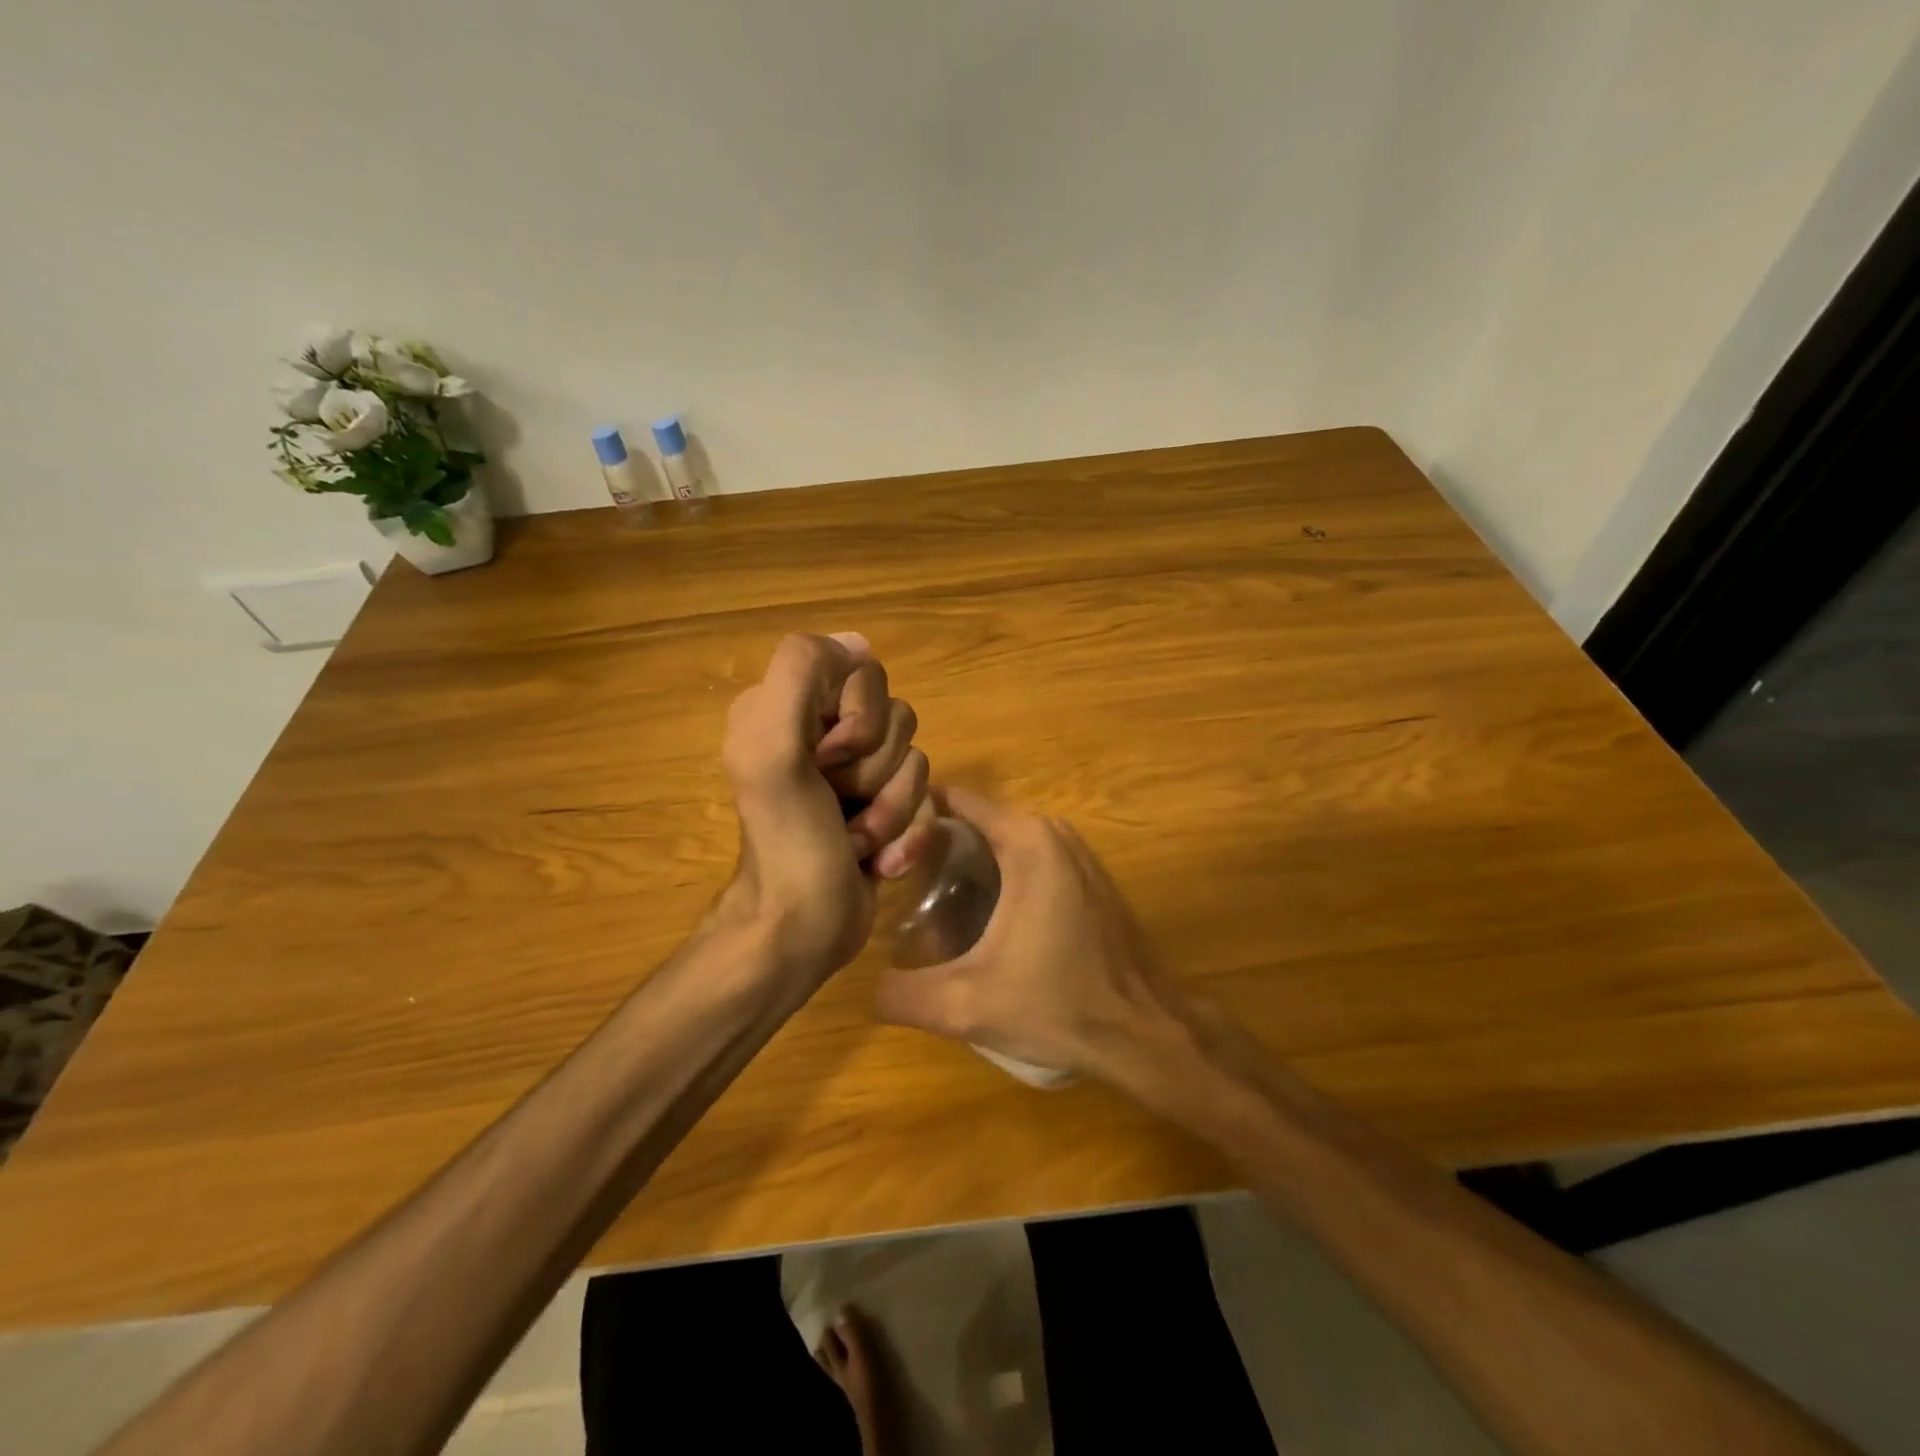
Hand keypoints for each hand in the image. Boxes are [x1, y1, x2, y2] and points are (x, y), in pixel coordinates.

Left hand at [718, 632, 935, 986]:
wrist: (802, 929)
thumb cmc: (786, 841)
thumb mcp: (771, 750)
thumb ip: (800, 675)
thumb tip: (857, 643)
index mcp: (791, 707)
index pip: (863, 672)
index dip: (860, 720)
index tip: (827, 760)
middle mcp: (825, 732)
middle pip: (898, 717)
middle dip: (877, 772)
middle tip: (840, 805)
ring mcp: (859, 773)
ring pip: (916, 760)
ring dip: (892, 811)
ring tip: (858, 842)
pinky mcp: (885, 808)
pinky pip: (925, 800)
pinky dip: (906, 836)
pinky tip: (878, 862)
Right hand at [872, 787, 1193, 1082]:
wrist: (1146, 1033)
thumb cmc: (1058, 1006)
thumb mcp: (965, 1006)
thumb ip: (902, 994)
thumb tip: (869, 987)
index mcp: (1027, 840)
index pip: (954, 801)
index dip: (914, 818)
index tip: (883, 847)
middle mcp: (1054, 832)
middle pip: (977, 822)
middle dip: (936, 846)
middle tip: (898, 884)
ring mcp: (1078, 853)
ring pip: (1004, 843)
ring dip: (968, 864)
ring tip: (928, 903)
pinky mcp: (1090, 878)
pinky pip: (1031, 859)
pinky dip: (1001, 876)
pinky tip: (981, 919)